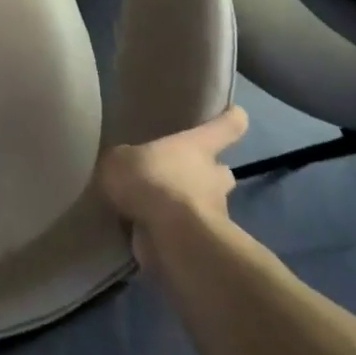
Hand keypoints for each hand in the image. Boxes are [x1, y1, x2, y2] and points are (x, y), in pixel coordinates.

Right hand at [95, 105, 249, 272]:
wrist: (171, 235)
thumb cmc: (151, 181)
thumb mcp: (120, 159)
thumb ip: (124, 159)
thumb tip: (124, 164)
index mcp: (198, 146)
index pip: (227, 126)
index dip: (230, 118)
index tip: (235, 113)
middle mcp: (213, 176)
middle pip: (221, 169)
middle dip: (206, 173)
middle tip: (180, 175)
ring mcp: (215, 211)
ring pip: (208, 203)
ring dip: (190, 205)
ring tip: (158, 208)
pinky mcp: (206, 242)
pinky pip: (190, 231)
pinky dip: (175, 232)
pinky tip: (149, 232)